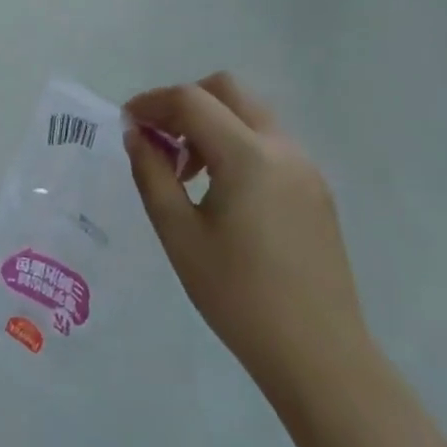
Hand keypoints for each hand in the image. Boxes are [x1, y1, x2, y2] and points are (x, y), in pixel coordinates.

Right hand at [124, 74, 369, 406]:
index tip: (126, 124)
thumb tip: (136, 135)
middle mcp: (282, 148)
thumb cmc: (238, 296)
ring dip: (211, 123)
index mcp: (248, 156)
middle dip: (185, 102)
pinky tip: (219, 190)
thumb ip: (152, 175)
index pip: (191, 100)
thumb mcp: (179, 235)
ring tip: (185, 172)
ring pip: (250, 114)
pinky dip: (235, 144)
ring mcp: (305, 167)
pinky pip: (268, 143)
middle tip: (158, 139)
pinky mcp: (315, 190)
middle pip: (227, 90)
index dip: (152, 103)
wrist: (320, 356)